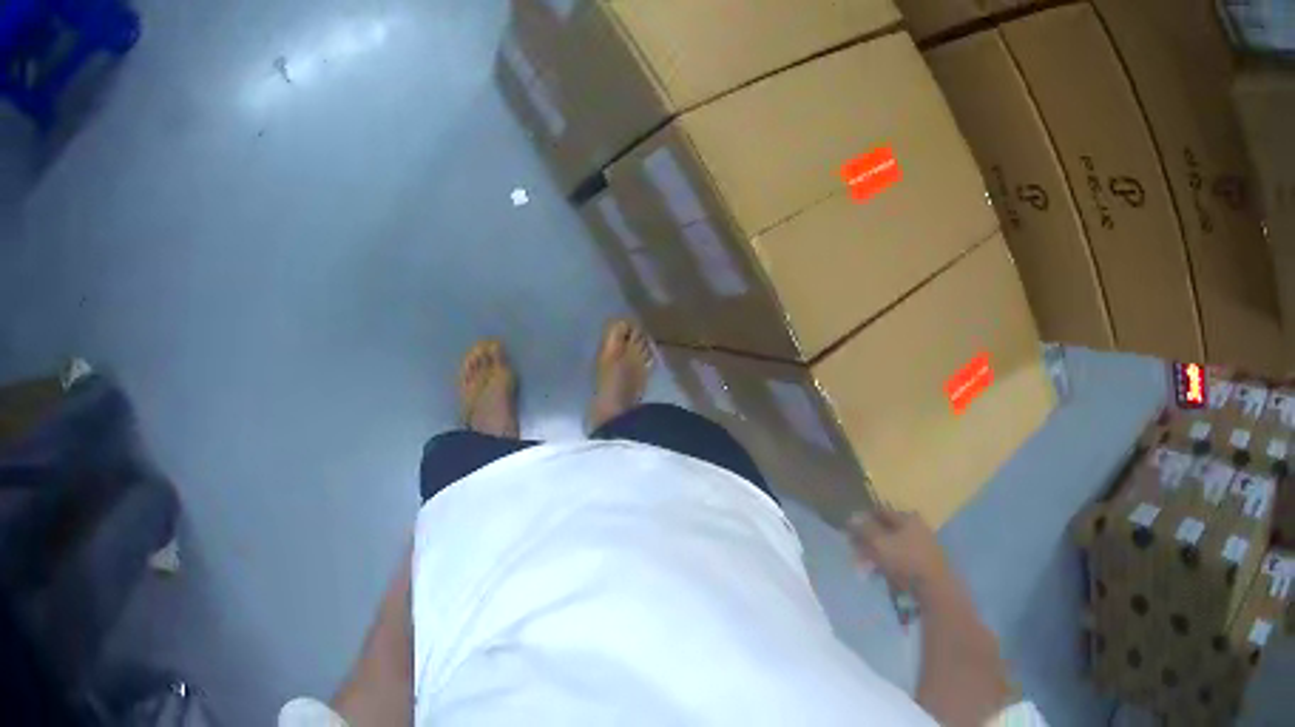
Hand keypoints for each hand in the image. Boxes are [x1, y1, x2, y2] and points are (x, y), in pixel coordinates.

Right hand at [848, 509, 952, 598]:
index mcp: (906, 517)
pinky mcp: (921, 560)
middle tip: (855, 554)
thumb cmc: (905, 560)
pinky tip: (878, 574)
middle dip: (868, 541)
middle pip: (885, 529)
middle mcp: (915, 525)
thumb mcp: (880, 544)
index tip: (849, 533)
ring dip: (876, 554)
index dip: (863, 520)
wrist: (932, 585)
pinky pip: (899, 558)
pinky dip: (887, 563)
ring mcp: (920, 543)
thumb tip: (851, 516)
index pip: (880, 512)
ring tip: (864, 568)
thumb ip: (865, 530)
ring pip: (891, 545)